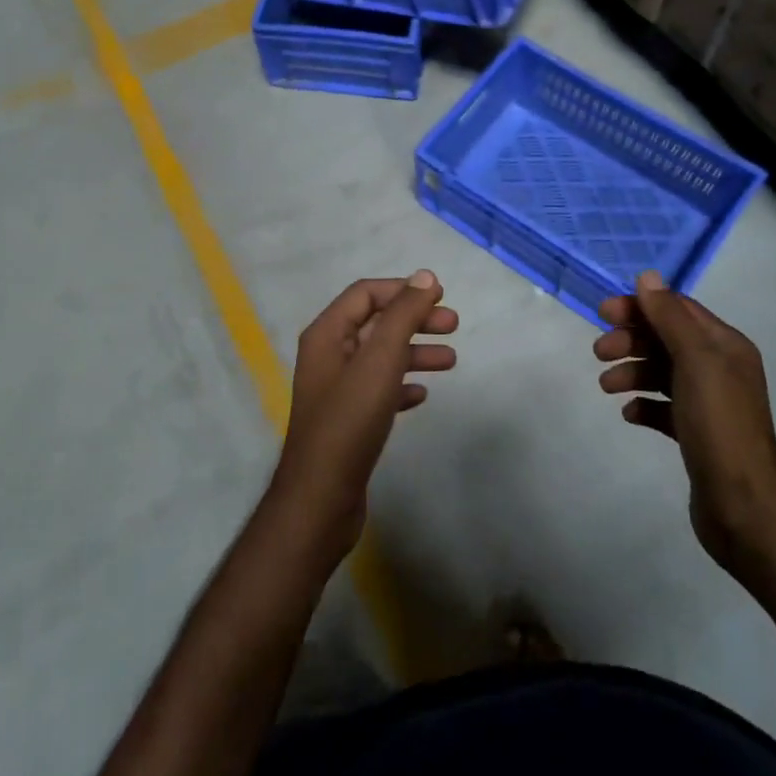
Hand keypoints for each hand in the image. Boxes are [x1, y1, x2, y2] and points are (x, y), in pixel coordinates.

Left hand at [269, 272, 457, 559]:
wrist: (321, 498)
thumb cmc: (350, 421)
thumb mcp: (380, 361)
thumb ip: (402, 315)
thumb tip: (425, 276)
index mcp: (327, 334)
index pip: (366, 294)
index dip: (403, 290)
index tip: (440, 297)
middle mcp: (328, 355)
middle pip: (376, 323)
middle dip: (415, 320)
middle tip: (454, 326)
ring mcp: (336, 389)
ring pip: (381, 358)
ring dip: (414, 353)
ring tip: (451, 362)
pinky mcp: (347, 420)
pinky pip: (379, 389)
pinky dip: (402, 385)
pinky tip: (422, 396)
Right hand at [594, 271, 775, 567]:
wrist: (743, 505)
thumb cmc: (718, 424)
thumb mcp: (695, 361)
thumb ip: (670, 318)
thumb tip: (648, 277)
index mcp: (726, 346)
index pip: (677, 310)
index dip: (640, 307)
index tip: (603, 314)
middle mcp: (720, 369)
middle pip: (666, 340)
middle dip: (631, 341)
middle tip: (600, 353)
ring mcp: (709, 403)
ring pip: (661, 373)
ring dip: (632, 372)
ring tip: (607, 387)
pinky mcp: (696, 434)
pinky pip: (663, 407)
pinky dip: (644, 405)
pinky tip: (629, 414)